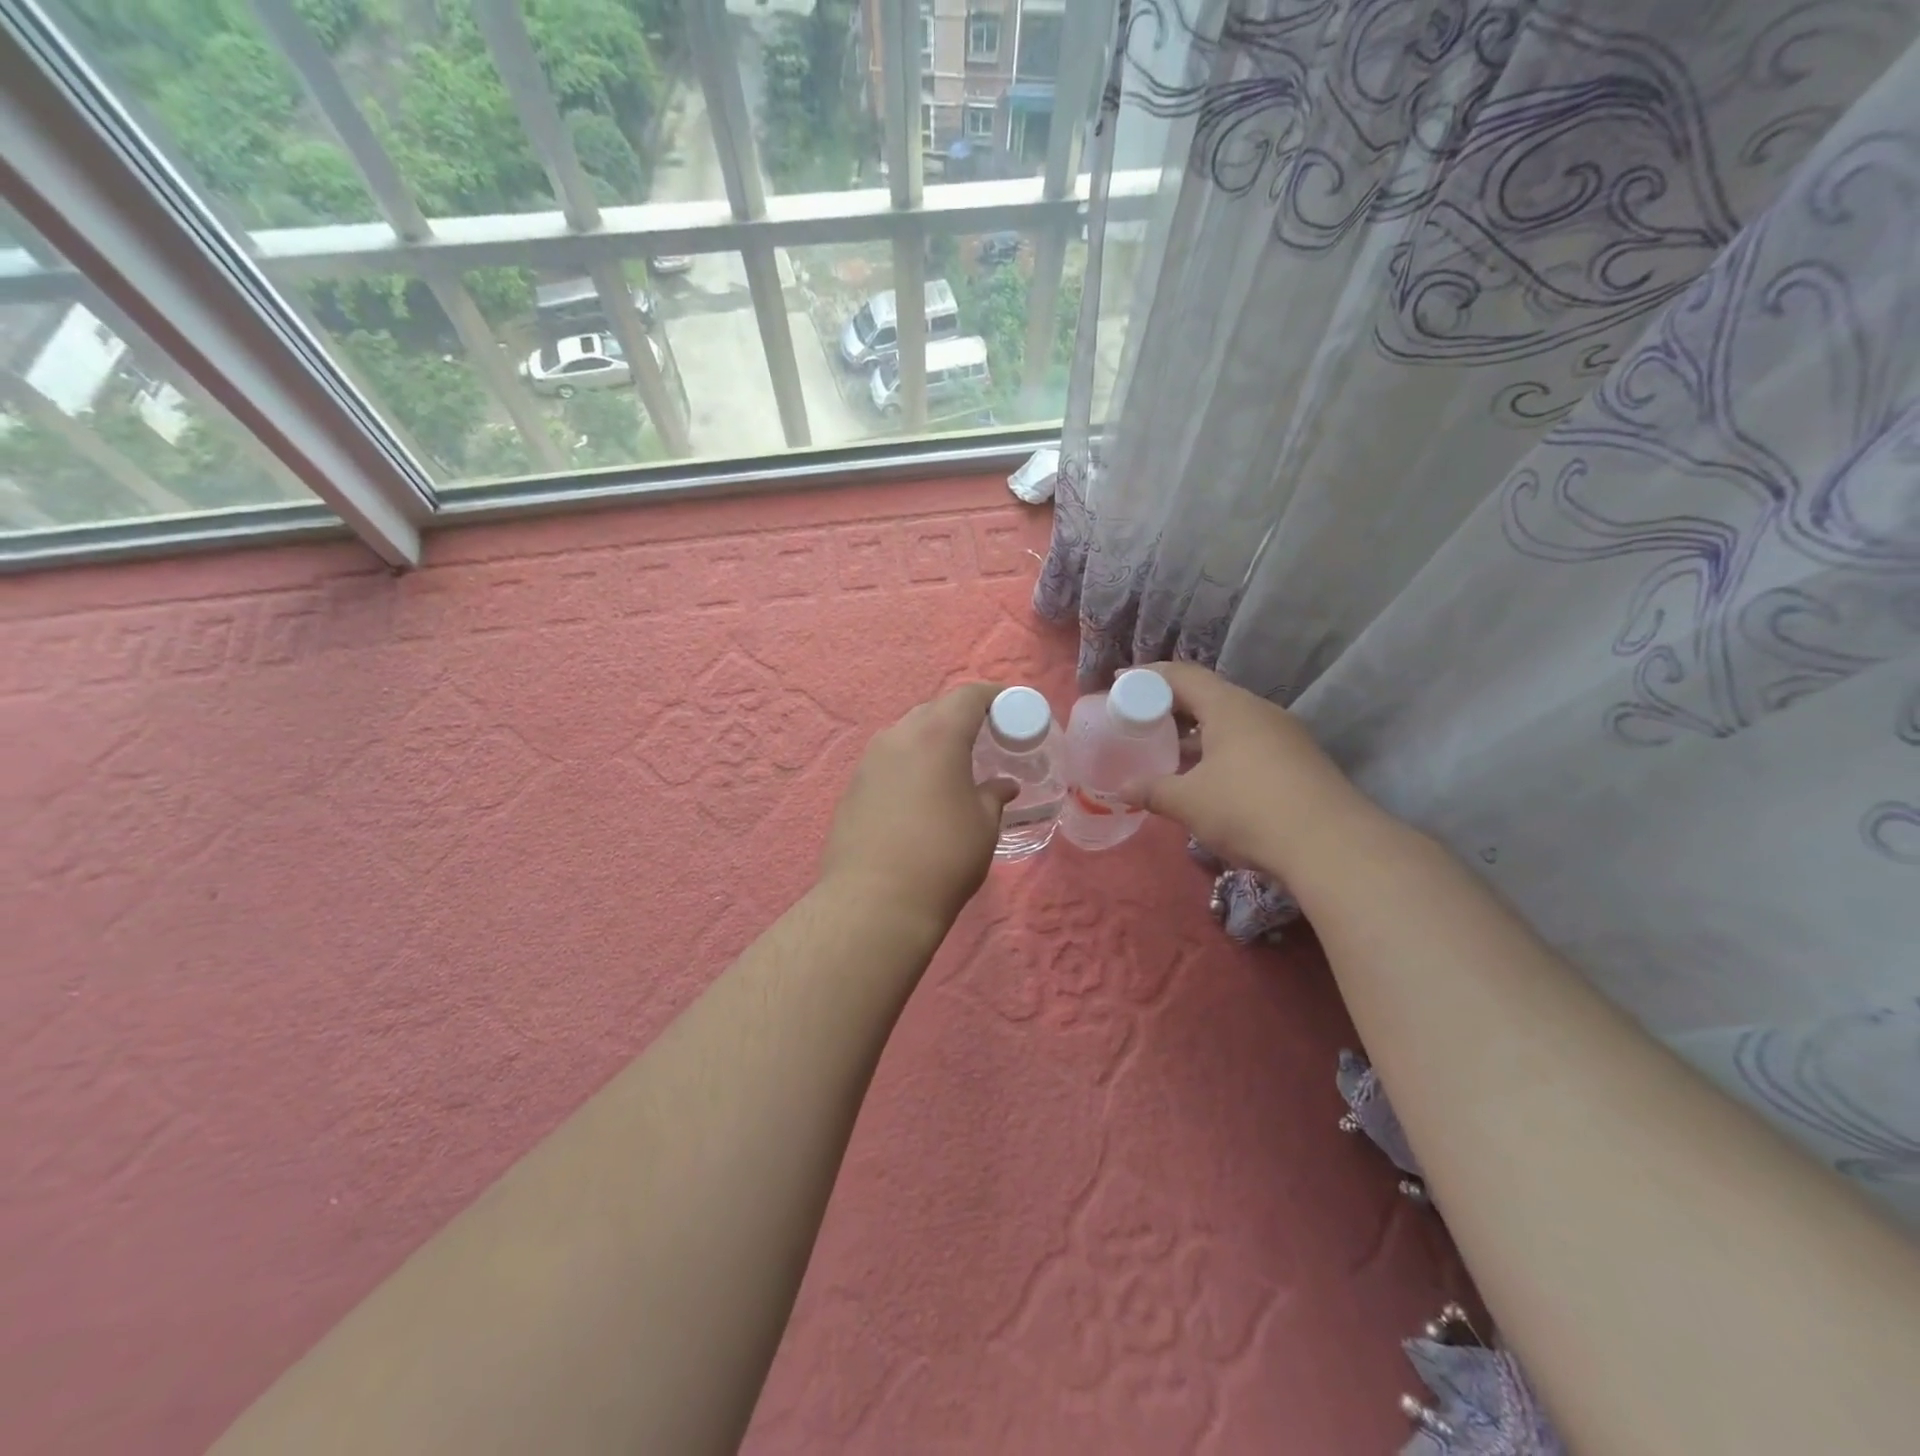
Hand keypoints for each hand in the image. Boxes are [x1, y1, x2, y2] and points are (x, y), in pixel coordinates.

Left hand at [819, 683, 1017, 932]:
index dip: (992, 696)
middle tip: (985, 739)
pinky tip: (920, 794)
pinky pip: (888, 762)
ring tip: (952, 767)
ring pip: (906, 735)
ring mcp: (869, 761)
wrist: (875, 902)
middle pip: (934, 710)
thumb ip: (993, 795)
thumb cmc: (943, 856)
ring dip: (932, 741)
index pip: (967, 696)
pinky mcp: (852, 788)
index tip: (1011, 707)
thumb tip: (1001, 786)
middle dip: (961, 718)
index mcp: (936, 735)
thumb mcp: (983, 825)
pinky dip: (909, 765)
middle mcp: (898, 737)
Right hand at [1129, 662, 1359, 878]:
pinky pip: (1247, 742)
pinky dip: (1219, 749)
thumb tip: (1122, 789)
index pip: (1181, 675)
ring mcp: (1283, 735)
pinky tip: (1205, 776)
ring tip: (1166, 748)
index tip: (1119, 683)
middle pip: (1206, 695)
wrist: (1333, 847)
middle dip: (1170, 705)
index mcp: (1229, 707)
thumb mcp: (1190, 802)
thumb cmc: (1248, 810)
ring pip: (1229, 721)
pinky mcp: (1297, 761)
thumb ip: (1152, 790)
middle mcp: (1258, 711)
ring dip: (1195, 731)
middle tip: (1138, 719)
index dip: (1146, 676)